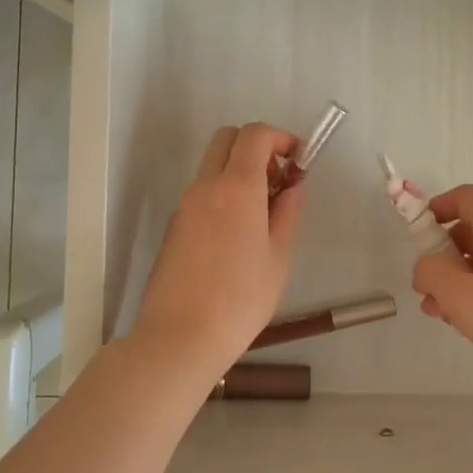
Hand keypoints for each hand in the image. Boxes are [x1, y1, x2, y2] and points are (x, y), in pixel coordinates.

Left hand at [131, 123, 305, 379]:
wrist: (179, 337)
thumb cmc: (240, 299)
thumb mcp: (278, 257)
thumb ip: (288, 212)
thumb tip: (293, 186)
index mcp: (236, 188)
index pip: (255, 134)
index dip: (280, 137)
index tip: (298, 159)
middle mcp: (206, 186)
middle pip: (227, 139)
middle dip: (257, 146)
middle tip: (278, 180)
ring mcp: (185, 205)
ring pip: (213, 165)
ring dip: (239, 170)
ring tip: (263, 213)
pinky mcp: (175, 225)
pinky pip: (202, 191)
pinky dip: (224, 192)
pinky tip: (238, 233)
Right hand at [413, 184, 472, 399]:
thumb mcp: (459, 295)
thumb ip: (431, 271)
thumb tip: (426, 266)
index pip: (466, 197)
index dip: (438, 207)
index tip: (419, 234)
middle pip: (470, 231)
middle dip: (441, 255)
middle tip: (425, 287)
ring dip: (454, 280)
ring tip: (439, 313)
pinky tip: (465, 325)